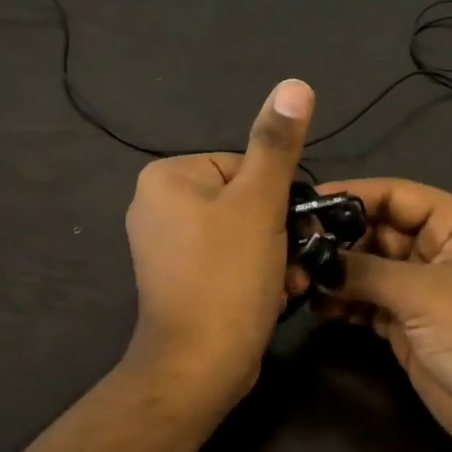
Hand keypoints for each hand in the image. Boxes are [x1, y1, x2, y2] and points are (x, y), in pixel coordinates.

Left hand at [121, 79, 314, 411]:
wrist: (198, 367)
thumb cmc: (227, 276)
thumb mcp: (260, 202)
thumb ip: (277, 143)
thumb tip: (295, 83)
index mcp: (167, 177)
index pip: (242, 164)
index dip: (275, 197)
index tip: (288, 227)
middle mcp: (156, 205)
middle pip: (242, 199)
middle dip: (276, 230)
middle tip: (292, 258)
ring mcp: (164, 246)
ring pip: (240, 231)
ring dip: (273, 253)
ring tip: (284, 281)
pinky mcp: (177, 279)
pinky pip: (225, 259)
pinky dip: (253, 272)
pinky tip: (272, 294)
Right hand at [317, 179, 451, 451]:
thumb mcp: (423, 292)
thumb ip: (364, 271)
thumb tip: (313, 259)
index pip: (395, 195)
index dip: (351, 196)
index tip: (305, 203)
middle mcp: (438, 250)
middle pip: (378, 232)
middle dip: (337, 240)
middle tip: (290, 248)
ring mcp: (423, 292)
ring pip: (370, 270)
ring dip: (336, 274)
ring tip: (294, 278)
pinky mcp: (410, 328)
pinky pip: (369, 305)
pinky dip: (344, 304)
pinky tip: (315, 305)